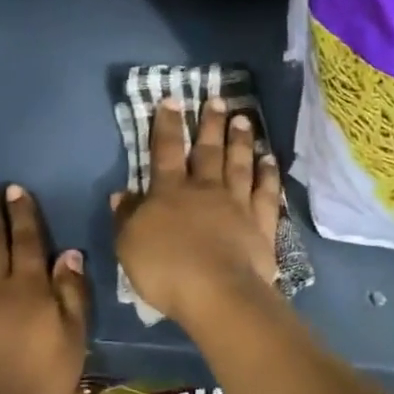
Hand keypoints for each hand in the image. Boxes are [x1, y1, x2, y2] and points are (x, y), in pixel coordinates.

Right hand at [112, 98, 281, 325]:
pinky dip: (268, 175)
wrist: (217, 293)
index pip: (166, 150)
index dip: (168, 124)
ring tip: (243, 118)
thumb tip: (122, 193)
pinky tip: (270, 160)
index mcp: (170, 192)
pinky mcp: (261, 224)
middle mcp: (205, 189)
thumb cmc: (166, 269)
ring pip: (239, 164)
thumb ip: (126, 217)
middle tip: (218, 99)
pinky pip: (265, 193)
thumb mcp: (129, 245)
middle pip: (208, 151)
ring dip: (240, 140)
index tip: (173, 100)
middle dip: (210, 124)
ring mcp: (236, 204)